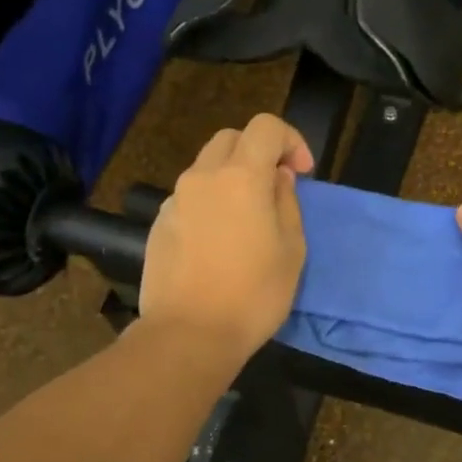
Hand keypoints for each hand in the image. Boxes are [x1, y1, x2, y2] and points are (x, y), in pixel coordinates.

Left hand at [139, 114, 313, 363]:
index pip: (266, 127)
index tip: (302, 173)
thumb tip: (276, 178)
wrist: (189, 334)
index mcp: (241, 176)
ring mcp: (176, 200)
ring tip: (247, 219)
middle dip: (258, 153)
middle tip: (275, 188)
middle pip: (231, 139)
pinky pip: (190, 198)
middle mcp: (202, 177)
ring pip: (207, 168)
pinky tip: (219, 243)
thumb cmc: (254, 294)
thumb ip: (287, 202)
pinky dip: (210, 203)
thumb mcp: (292, 250)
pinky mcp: (159, 225)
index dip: (290, 140)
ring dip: (232, 178)